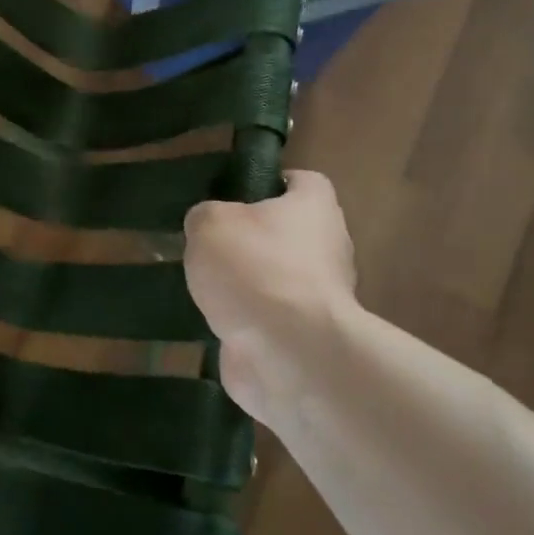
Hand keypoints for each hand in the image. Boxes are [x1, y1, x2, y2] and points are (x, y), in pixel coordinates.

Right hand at [183, 170, 357, 426]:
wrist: (288, 352)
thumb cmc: (255, 269)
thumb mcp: (210, 223)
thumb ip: (205, 217)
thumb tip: (208, 228)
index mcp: (315, 208)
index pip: (303, 182)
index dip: (271, 183)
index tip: (237, 195)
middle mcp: (328, 249)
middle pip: (290, 232)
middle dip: (253, 239)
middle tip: (211, 243)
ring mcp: (320, 298)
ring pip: (278, 278)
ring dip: (247, 284)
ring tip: (204, 286)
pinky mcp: (306, 338)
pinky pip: (270, 320)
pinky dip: (246, 322)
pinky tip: (213, 322)